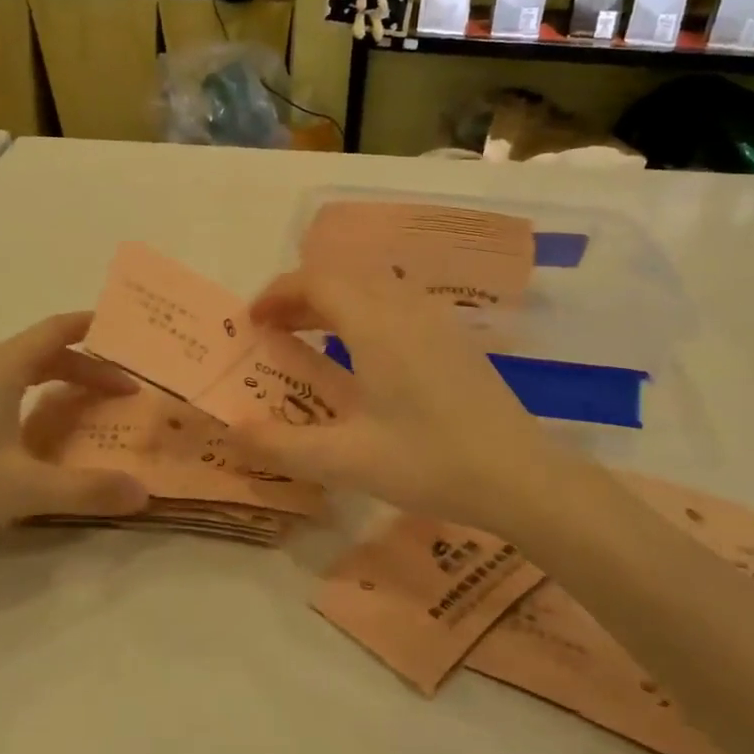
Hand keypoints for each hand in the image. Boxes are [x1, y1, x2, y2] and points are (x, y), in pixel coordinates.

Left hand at [0, 313, 147, 557]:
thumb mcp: (23, 489)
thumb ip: (86, 489)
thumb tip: (144, 493)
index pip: (57, 330)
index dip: (95, 328)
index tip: (129, 334)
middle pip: (41, 351)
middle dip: (84, 367)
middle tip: (120, 391)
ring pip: (15, 368)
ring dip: (54, 380)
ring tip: (81, 406)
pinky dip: (26, 394)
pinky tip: (27, 430)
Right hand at [224, 269, 559, 530]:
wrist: (521, 477)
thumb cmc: (430, 463)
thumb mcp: (347, 461)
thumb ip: (282, 444)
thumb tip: (232, 430)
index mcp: (376, 326)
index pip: (316, 281)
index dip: (278, 293)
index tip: (252, 321)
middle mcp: (405, 308)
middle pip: (342, 276)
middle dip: (299, 294)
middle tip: (272, 328)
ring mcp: (435, 319)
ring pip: (371, 285)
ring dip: (332, 299)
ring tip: (308, 335)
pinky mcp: (453, 336)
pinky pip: (395, 301)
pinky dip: (362, 309)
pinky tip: (360, 352)